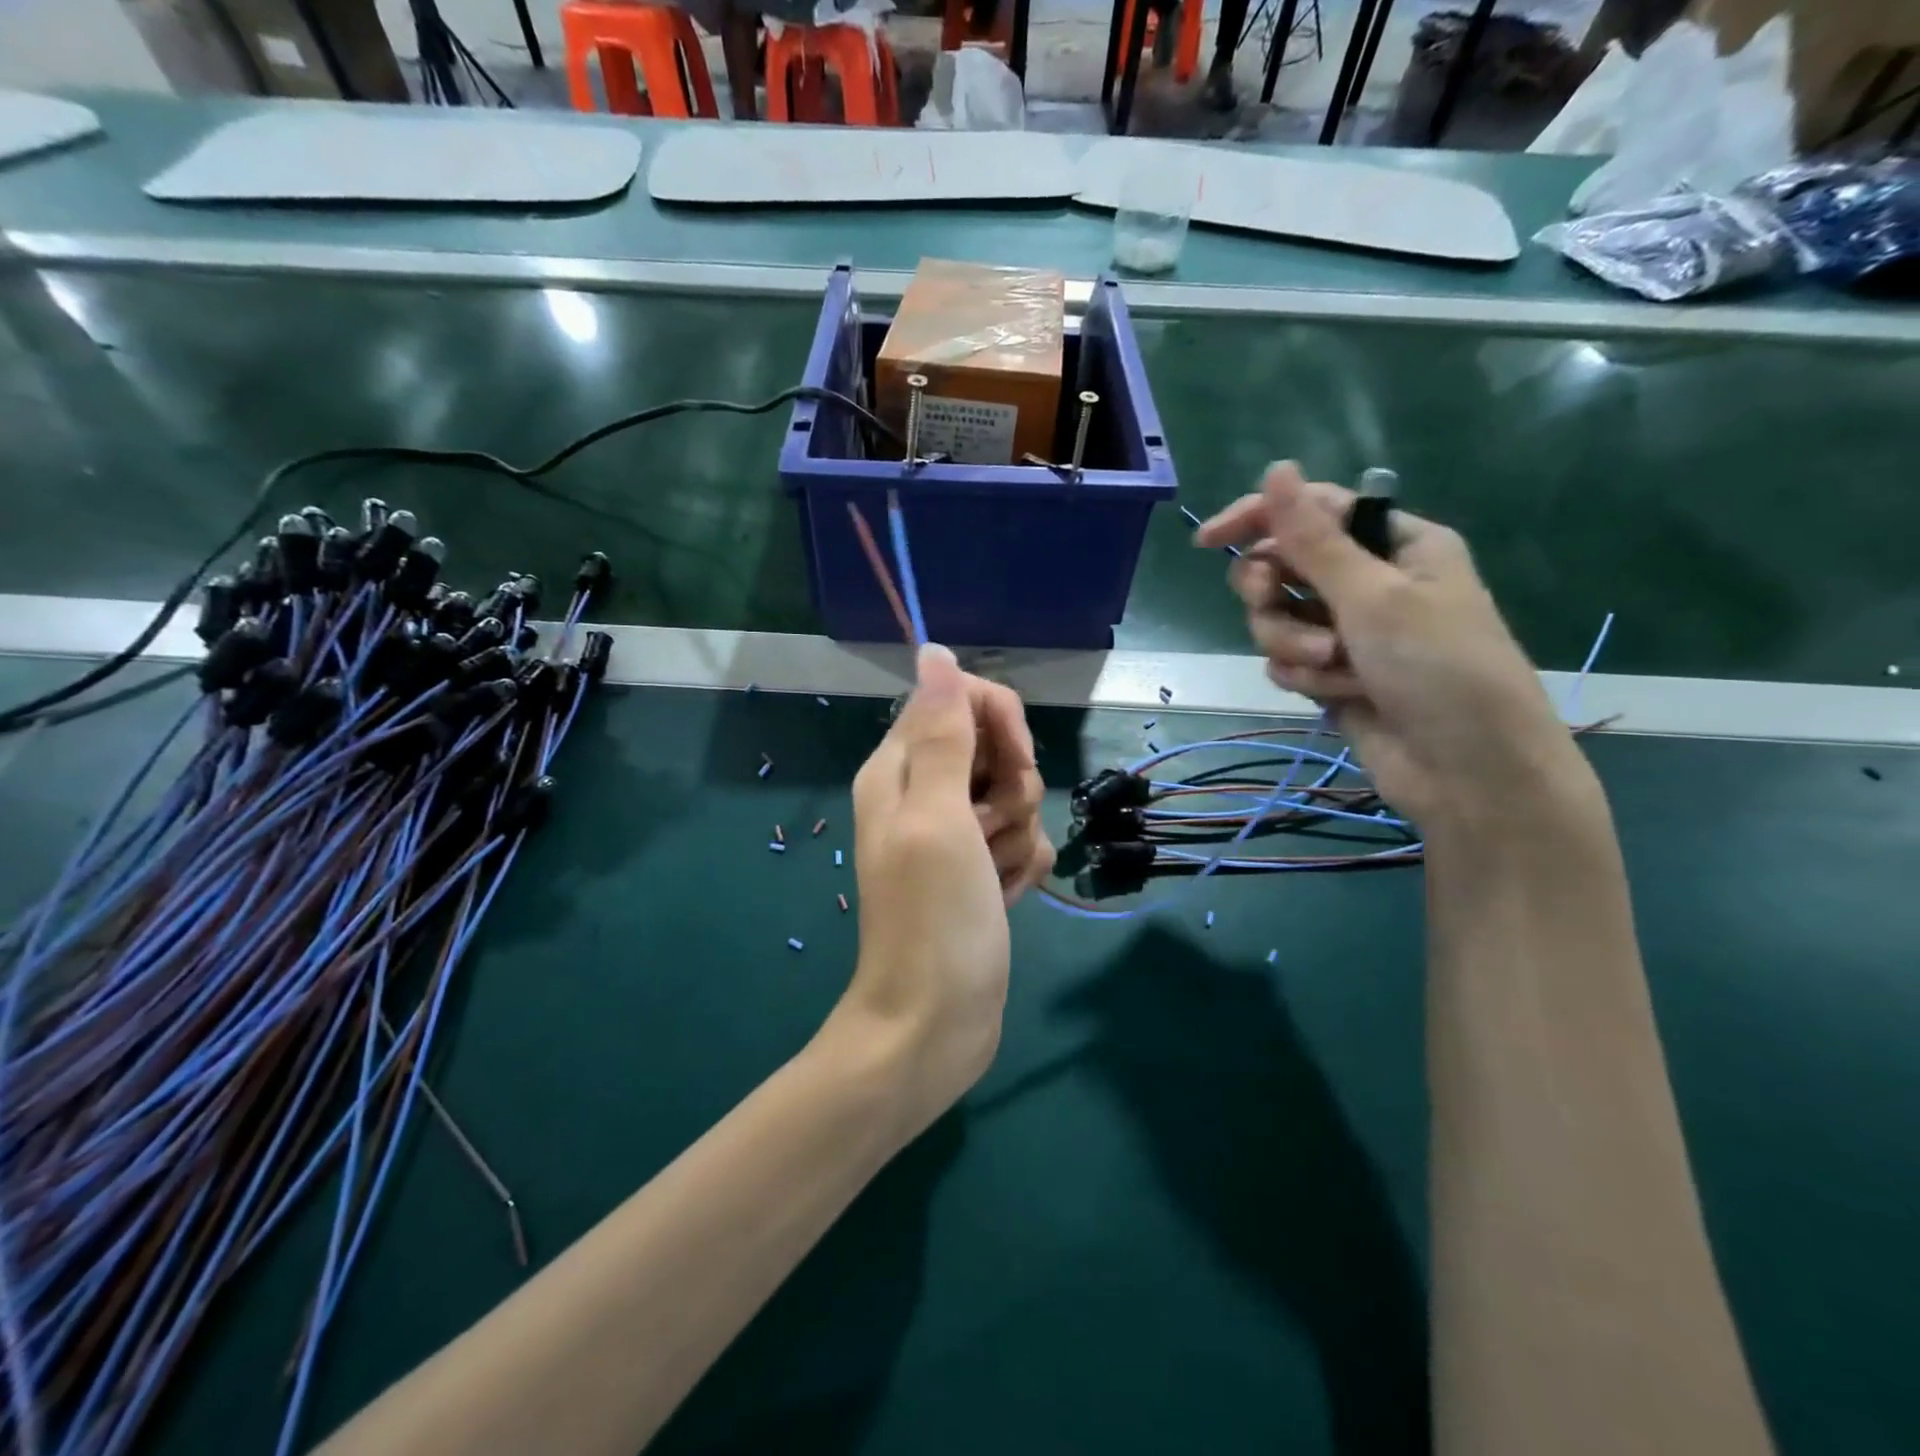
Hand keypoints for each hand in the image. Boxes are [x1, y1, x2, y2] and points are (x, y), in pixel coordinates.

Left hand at [829, 643, 1053, 1140]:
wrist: (936, 1024)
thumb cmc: (933, 918)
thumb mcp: (938, 816)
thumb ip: (942, 732)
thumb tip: (934, 650)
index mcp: (900, 767)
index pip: (960, 698)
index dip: (999, 721)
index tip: (1014, 763)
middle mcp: (924, 792)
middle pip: (995, 747)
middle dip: (1012, 787)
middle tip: (990, 831)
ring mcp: (954, 833)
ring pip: (1016, 796)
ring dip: (1017, 835)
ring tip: (991, 876)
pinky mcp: (980, 868)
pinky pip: (1022, 841)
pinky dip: (1021, 867)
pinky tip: (1003, 898)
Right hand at [1195, 463, 1598, 839]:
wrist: (1468, 771)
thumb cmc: (1439, 668)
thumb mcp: (1374, 596)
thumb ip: (1313, 539)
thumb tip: (1276, 469)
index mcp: (1395, 544)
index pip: (1312, 512)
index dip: (1258, 519)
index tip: (1209, 541)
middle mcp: (1369, 582)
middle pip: (1283, 567)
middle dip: (1272, 593)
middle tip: (1269, 602)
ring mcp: (1348, 632)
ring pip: (1278, 620)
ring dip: (1293, 643)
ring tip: (1331, 667)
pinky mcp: (1332, 675)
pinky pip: (1287, 661)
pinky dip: (1305, 677)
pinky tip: (1339, 694)